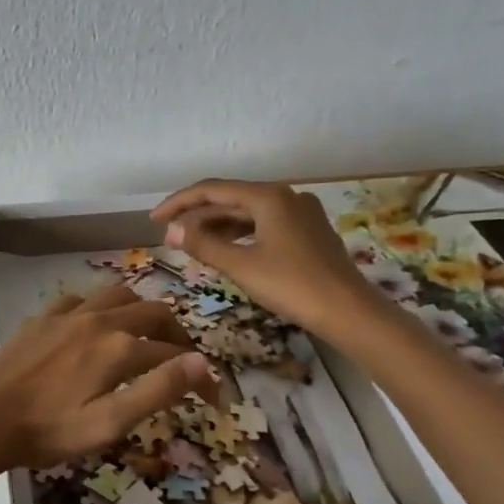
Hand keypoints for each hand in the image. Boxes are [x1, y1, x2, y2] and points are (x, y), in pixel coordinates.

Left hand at [0, 284, 217, 474]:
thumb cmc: (50, 430)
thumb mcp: (110, 422)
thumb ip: (157, 390)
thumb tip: (200, 363)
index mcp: (118, 348)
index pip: (174, 354)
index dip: (198, 374)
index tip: (210, 397)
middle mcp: (97, 321)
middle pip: (151, 312)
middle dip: (175, 334)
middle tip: (181, 359)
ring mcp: (66, 316)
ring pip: (116, 296)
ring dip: (139, 311)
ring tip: (144, 335)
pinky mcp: (40, 319)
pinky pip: (79, 300)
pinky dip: (98, 308)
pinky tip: (93, 327)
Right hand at [150, 178, 383, 333]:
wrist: (350, 312)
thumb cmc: (293, 286)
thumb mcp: (241, 266)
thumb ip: (202, 244)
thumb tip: (170, 230)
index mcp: (268, 197)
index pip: (211, 190)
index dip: (178, 203)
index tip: (154, 220)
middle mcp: (285, 196)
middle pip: (230, 198)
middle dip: (196, 215)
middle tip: (168, 234)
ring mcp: (300, 213)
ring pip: (247, 212)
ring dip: (216, 225)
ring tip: (190, 243)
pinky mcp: (308, 232)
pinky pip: (263, 224)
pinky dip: (239, 233)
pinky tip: (225, 249)